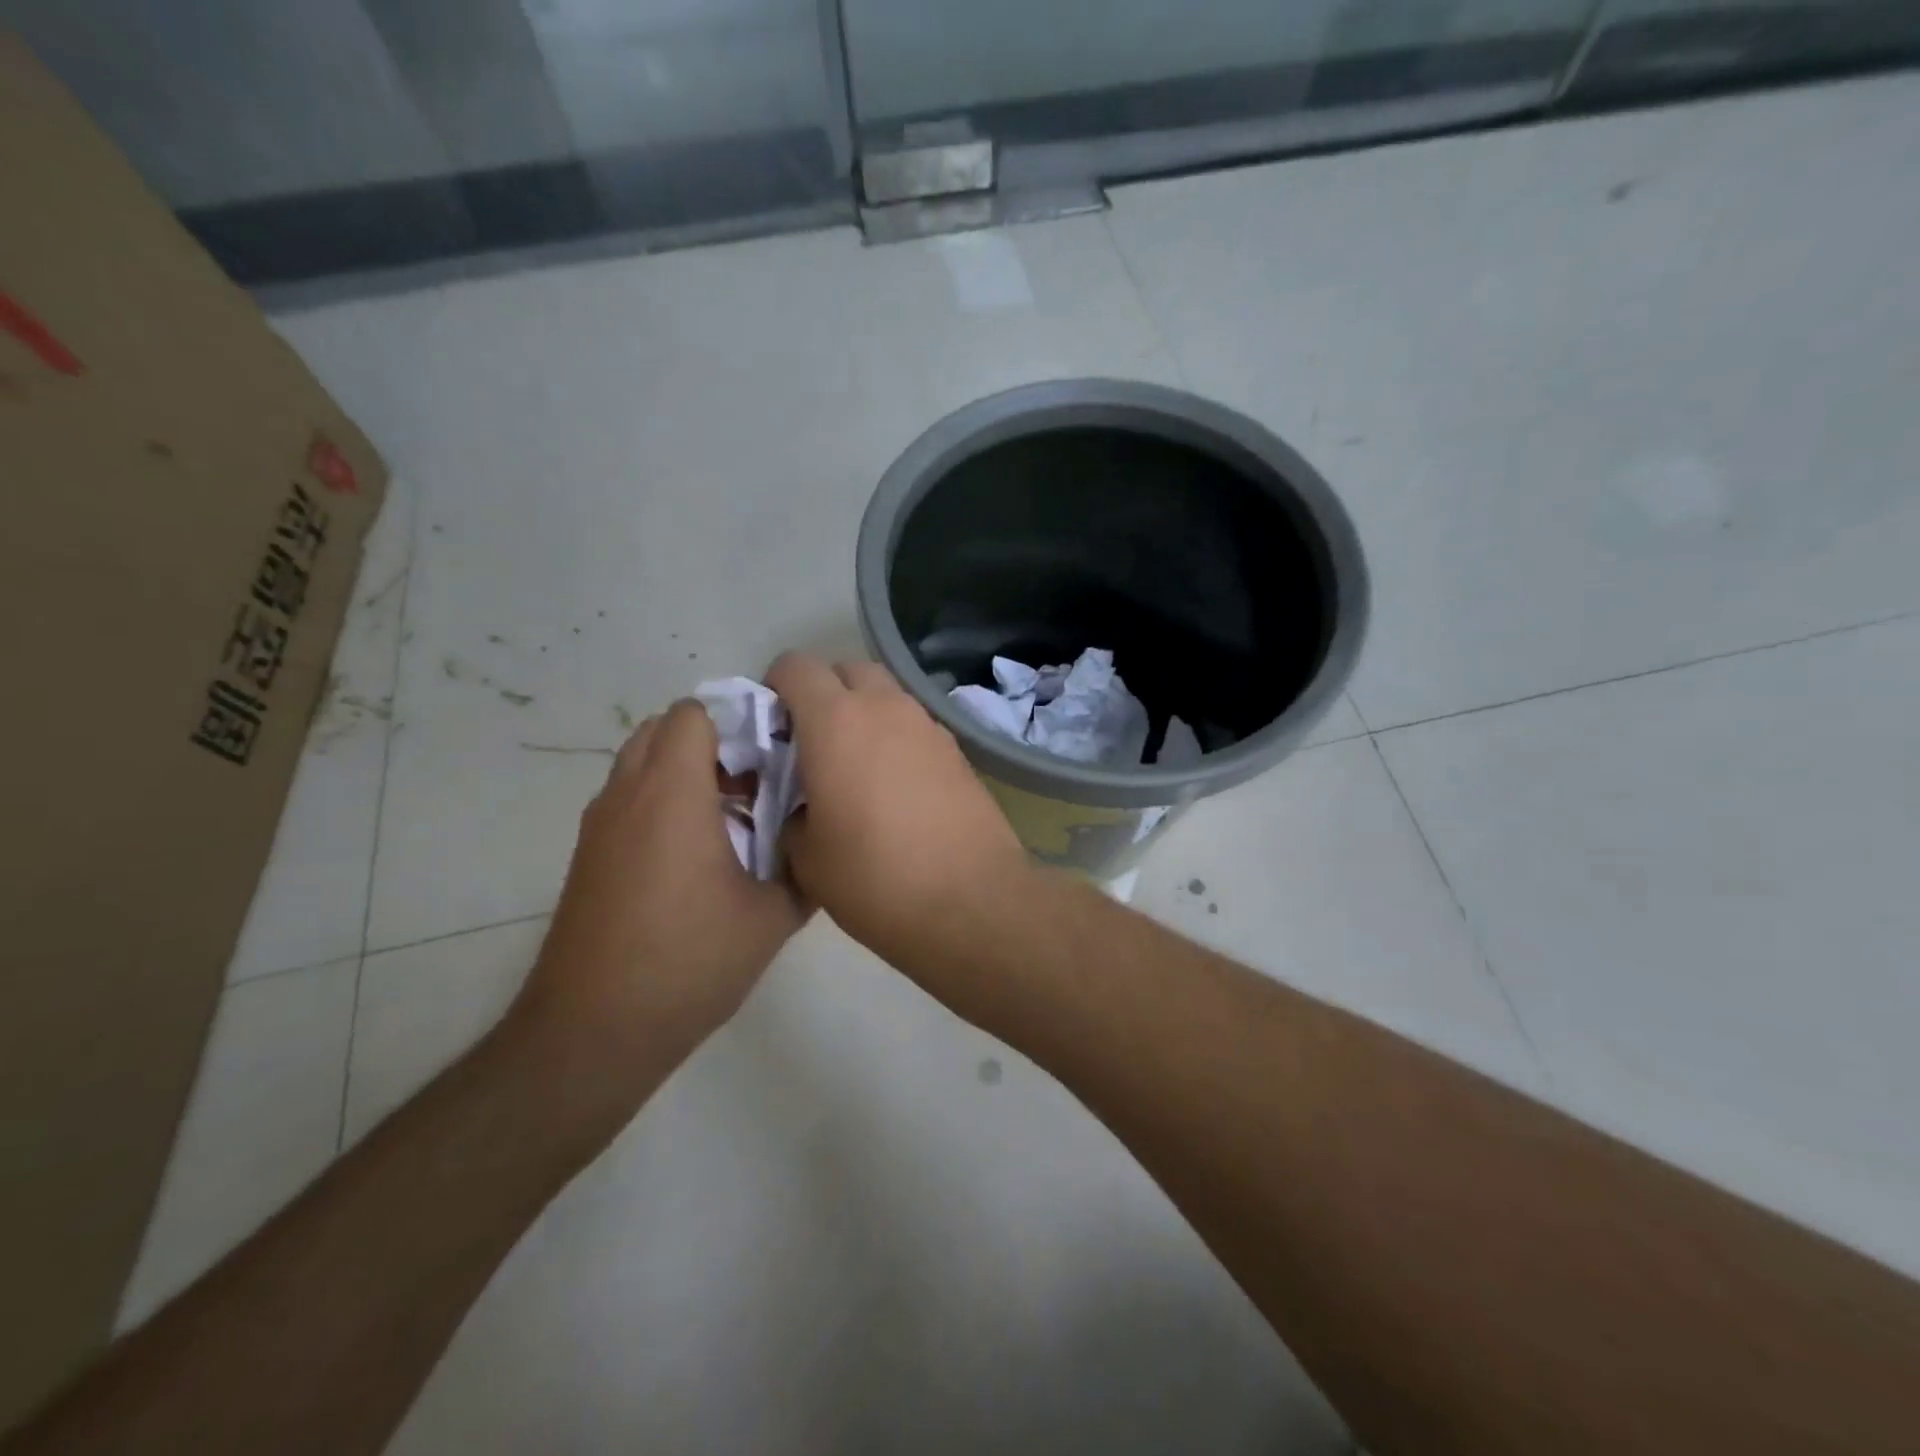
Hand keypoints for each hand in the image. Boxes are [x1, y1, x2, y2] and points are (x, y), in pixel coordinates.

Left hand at [514, 700, 807, 1094]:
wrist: (594, 1032)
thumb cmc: (689, 961)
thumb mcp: (772, 916)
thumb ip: (805, 868)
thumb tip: (821, 845)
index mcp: (673, 793)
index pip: (693, 714)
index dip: (738, 721)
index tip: (775, 753)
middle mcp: (627, 795)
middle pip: (663, 730)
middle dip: (713, 743)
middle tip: (757, 783)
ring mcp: (599, 826)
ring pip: (641, 765)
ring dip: (686, 773)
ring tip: (733, 819)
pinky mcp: (588, 857)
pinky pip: (628, 801)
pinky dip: (662, 804)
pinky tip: (698, 857)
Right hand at [765, 653, 1031, 963]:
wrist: (972, 902)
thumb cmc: (875, 878)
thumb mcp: (806, 856)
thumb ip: (790, 812)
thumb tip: (802, 803)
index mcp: (836, 721)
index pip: (795, 666)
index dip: (775, 688)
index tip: (772, 728)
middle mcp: (886, 707)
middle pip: (847, 670)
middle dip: (824, 694)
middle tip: (812, 745)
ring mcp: (929, 725)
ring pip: (886, 696)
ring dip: (864, 714)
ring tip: (855, 769)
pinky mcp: (959, 750)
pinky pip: (915, 726)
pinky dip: (896, 739)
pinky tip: (896, 788)